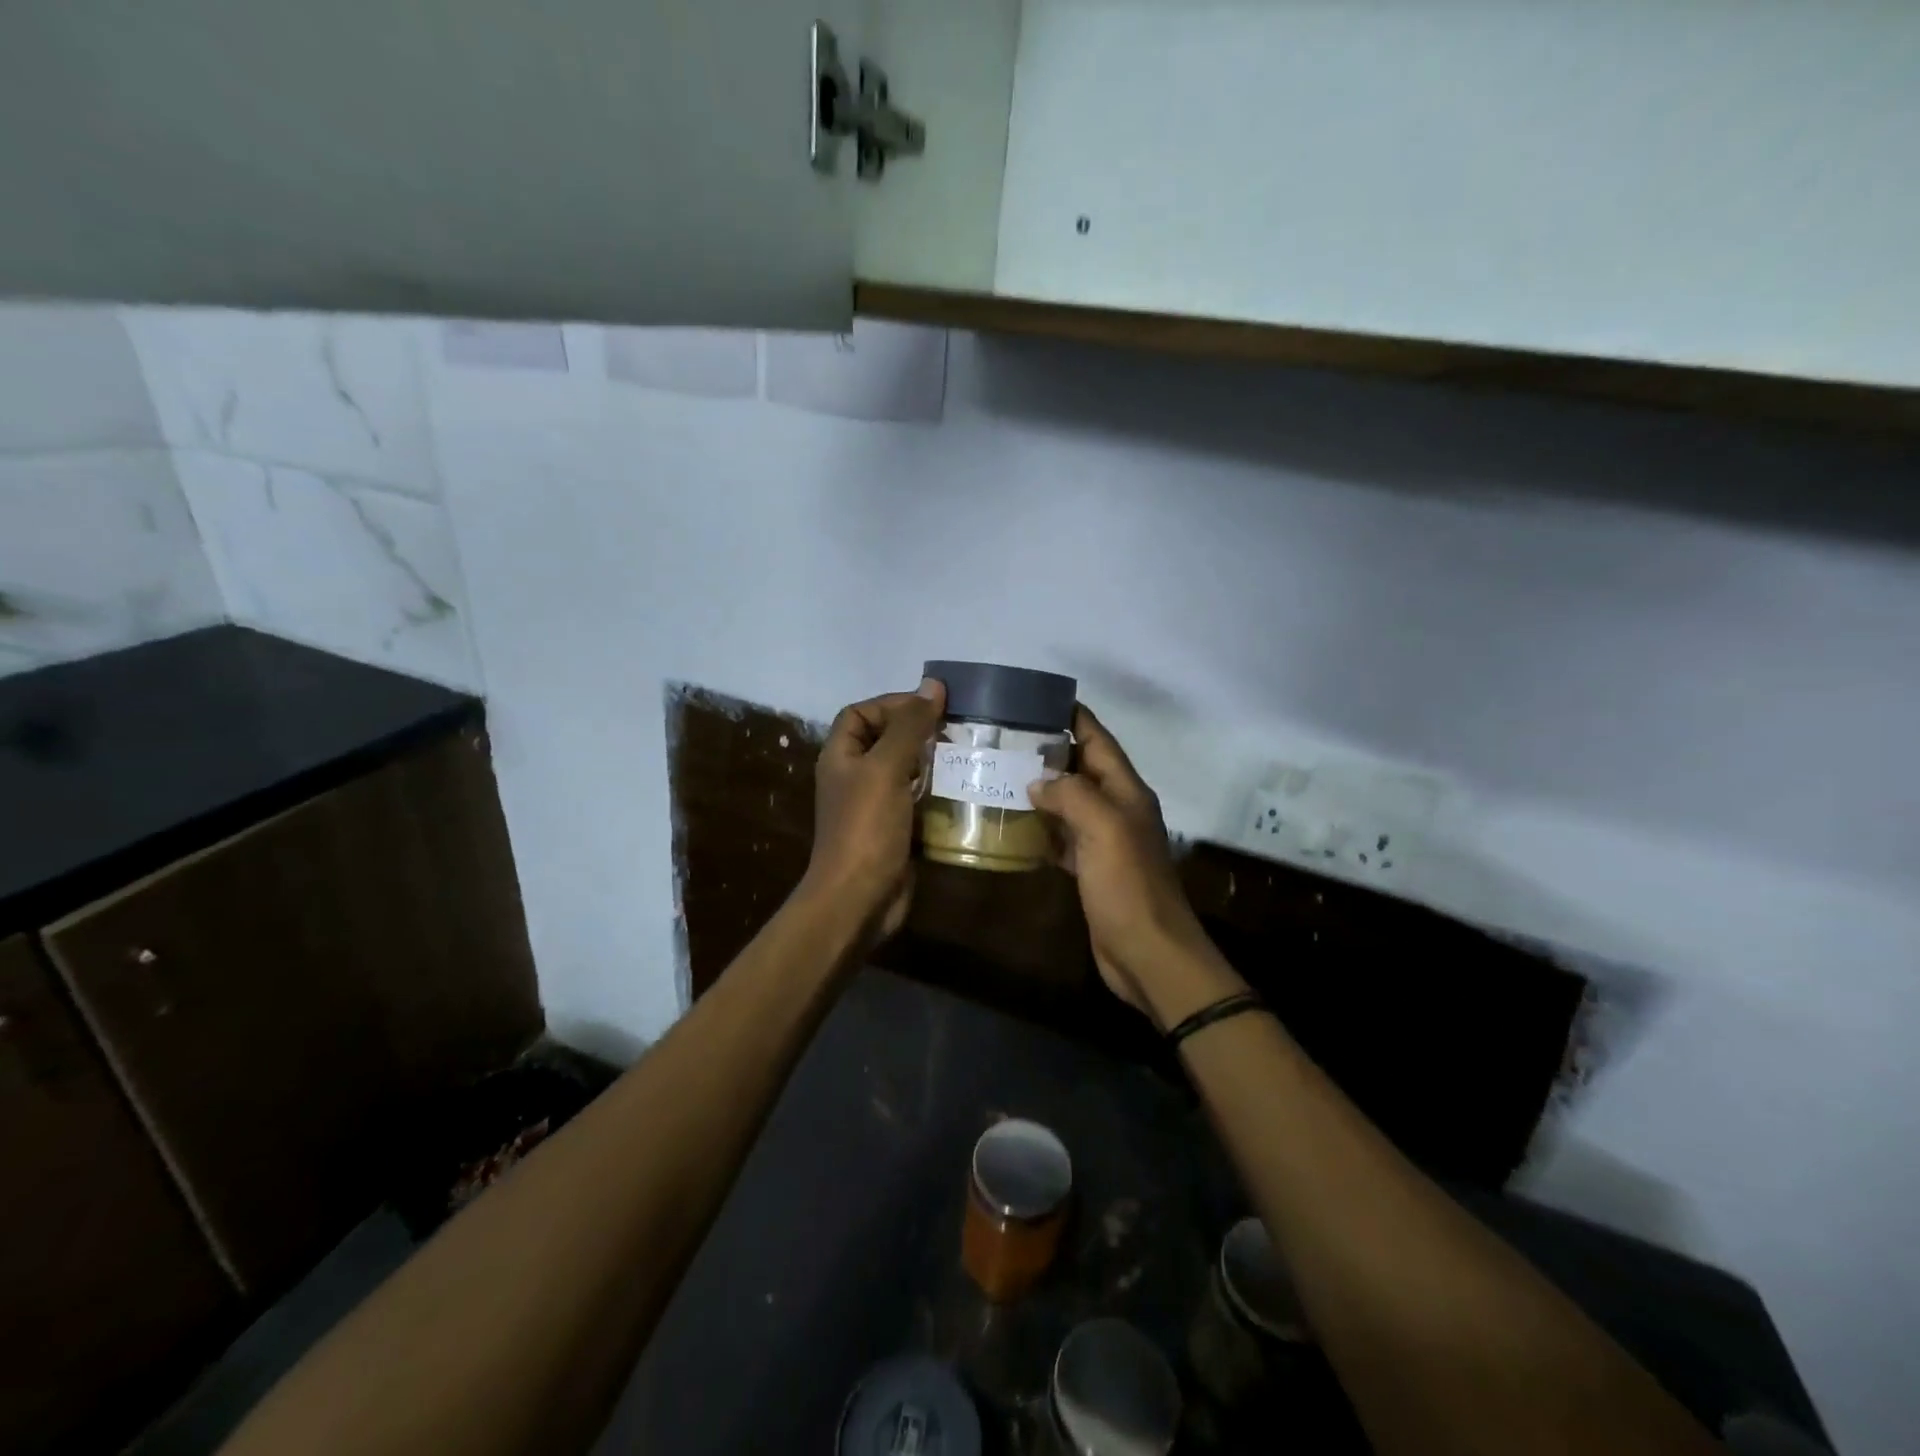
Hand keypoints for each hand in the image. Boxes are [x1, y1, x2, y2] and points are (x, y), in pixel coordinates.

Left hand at [800, 679, 945, 943]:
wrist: (858, 899)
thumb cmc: (866, 828)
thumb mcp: (886, 768)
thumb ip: (909, 726)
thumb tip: (933, 685)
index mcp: (841, 757)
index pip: (860, 713)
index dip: (891, 703)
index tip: (931, 706)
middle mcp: (855, 777)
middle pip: (886, 740)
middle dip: (920, 732)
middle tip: (959, 729)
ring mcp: (875, 806)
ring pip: (906, 772)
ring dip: (934, 763)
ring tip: (969, 755)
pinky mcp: (896, 831)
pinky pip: (919, 801)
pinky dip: (939, 794)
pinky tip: (966, 789)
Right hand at [1028, 705, 1223, 1021]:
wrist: (1147, 952)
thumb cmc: (1128, 885)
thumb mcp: (1104, 828)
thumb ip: (1072, 794)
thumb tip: (1038, 780)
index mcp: (1126, 791)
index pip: (1098, 739)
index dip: (1072, 717)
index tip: (1034, 700)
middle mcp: (1116, 809)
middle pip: (1081, 768)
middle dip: (1048, 750)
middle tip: (1002, 738)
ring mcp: (1103, 840)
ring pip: (1068, 802)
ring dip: (1040, 789)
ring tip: (998, 773)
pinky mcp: (1089, 869)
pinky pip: (1061, 837)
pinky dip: (1040, 827)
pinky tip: (1012, 823)